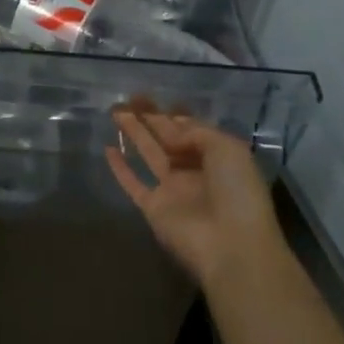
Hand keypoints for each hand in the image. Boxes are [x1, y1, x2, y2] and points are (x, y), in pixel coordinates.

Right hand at [106, 107, 288, 288]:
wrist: (232, 246)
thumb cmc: (237, 192)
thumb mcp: (227, 148)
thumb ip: (195, 132)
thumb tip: (170, 133)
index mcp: (217, 157)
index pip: (191, 129)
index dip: (173, 113)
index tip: (152, 97)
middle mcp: (194, 171)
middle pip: (167, 138)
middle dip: (150, 117)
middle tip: (128, 97)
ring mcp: (173, 190)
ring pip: (149, 154)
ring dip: (134, 132)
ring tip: (114, 111)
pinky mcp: (153, 208)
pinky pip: (133, 183)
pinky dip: (120, 168)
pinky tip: (107, 149)